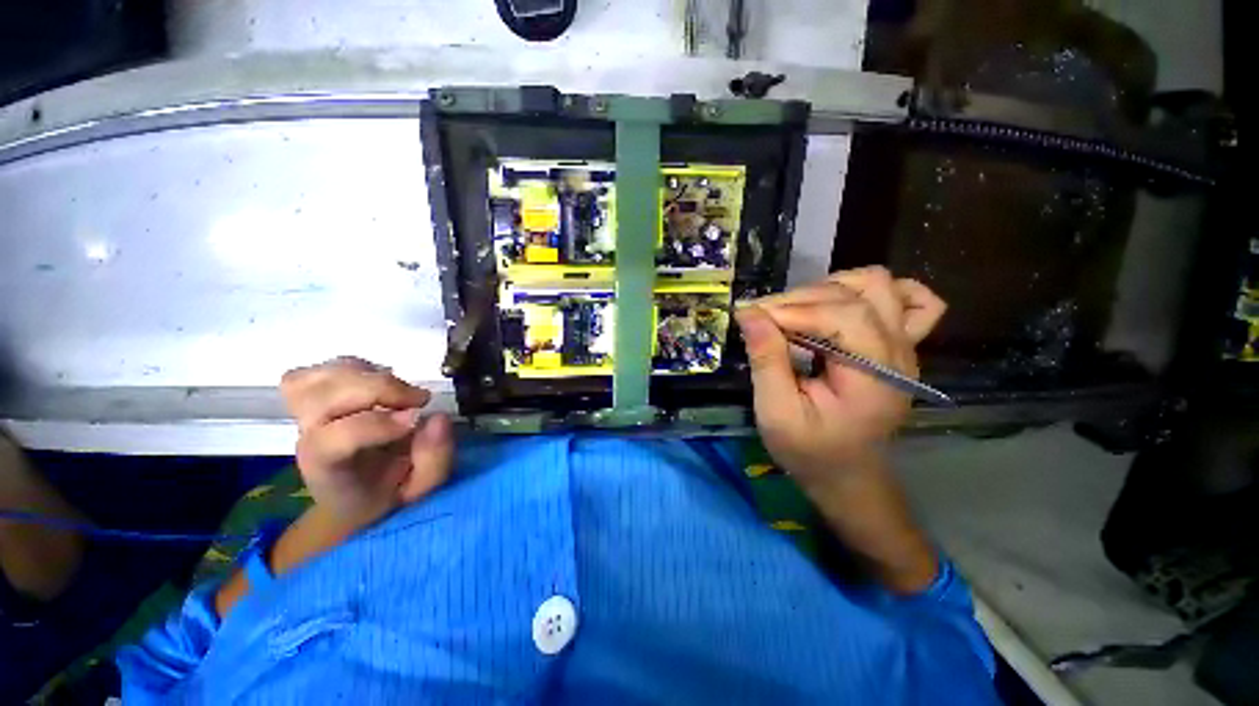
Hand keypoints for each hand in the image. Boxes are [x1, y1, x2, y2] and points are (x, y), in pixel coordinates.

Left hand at [280, 357, 453, 532]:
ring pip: (323, 377)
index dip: (377, 424)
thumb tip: (437, 417)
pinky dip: (356, 368)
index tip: (418, 418)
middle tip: (420, 400)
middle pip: (326, 397)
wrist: (351, 492)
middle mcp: (308, 436)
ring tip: (398, 392)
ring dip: (370, 376)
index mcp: (329, 468)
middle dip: (381, 389)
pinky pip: (321, 369)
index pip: (333, 439)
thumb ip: (433, 460)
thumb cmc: (387, 491)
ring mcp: (306, 412)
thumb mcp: (421, 490)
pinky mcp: (312, 394)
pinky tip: (377, 384)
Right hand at [734, 267, 946, 489]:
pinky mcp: (897, 344)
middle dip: (801, 299)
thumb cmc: (810, 450)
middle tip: (763, 318)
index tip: (749, 315)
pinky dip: (872, 293)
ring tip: (795, 312)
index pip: (841, 315)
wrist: (847, 473)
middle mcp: (899, 352)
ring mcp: (905, 345)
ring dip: (830, 288)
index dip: (791, 309)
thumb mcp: (777, 412)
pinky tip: (841, 304)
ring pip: (879, 285)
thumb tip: (749, 313)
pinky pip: (907, 300)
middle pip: (858, 293)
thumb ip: (766, 360)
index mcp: (875, 375)